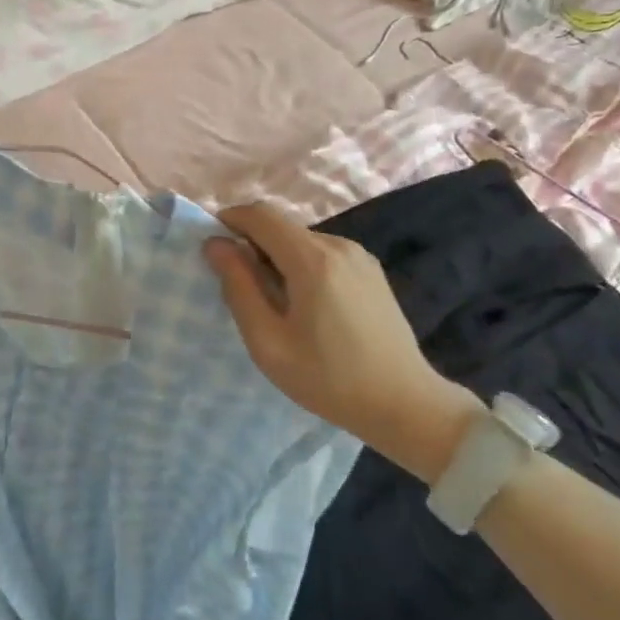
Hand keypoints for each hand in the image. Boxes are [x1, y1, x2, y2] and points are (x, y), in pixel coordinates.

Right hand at [204, 203, 480, 479]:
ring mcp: (359, 256)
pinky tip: (308, 308)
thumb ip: (238, 287)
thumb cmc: (329, 379)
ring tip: (276, 306)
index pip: (260, 214)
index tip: (213, 249)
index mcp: (312, 259)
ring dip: (277, 258)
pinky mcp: (371, 271)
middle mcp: (338, 245)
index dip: (229, 220)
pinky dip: (302, 266)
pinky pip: (323, 254)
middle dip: (252, 246)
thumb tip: (215, 244)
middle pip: (281, 227)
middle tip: (242, 290)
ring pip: (301, 240)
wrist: (407, 405)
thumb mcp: (268, 342)